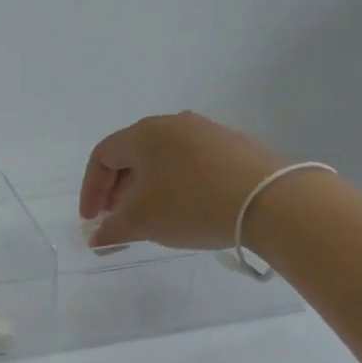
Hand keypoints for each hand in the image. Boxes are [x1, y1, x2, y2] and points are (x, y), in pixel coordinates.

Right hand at [79, 112, 284, 249]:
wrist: (270, 202)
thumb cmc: (192, 205)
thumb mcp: (143, 222)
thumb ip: (112, 230)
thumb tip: (96, 238)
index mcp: (144, 134)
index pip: (102, 155)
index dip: (91, 189)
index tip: (92, 219)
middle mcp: (174, 123)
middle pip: (132, 154)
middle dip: (118, 189)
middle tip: (117, 219)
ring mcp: (207, 131)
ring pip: (163, 158)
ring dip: (147, 186)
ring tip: (151, 216)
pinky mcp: (234, 146)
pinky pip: (191, 162)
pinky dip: (176, 183)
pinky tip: (187, 208)